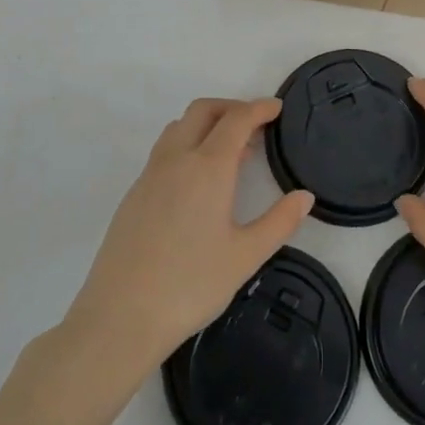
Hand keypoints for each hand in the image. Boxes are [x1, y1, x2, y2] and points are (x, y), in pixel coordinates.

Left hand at [64, 98, 313, 374]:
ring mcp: (150, 175)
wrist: (119, 317)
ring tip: (229, 152)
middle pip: (203, 111)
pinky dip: (187, 145)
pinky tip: (198, 182)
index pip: (237, 120)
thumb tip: (305, 196)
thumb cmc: (190, 285)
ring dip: (206, 124)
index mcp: (208, 168)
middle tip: (256, 125)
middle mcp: (176, 160)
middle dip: (231, 107)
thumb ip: (279, 222)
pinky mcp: (134, 194)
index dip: (259, 108)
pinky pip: (164, 151)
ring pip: (179, 127)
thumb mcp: (245, 256)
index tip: (277, 108)